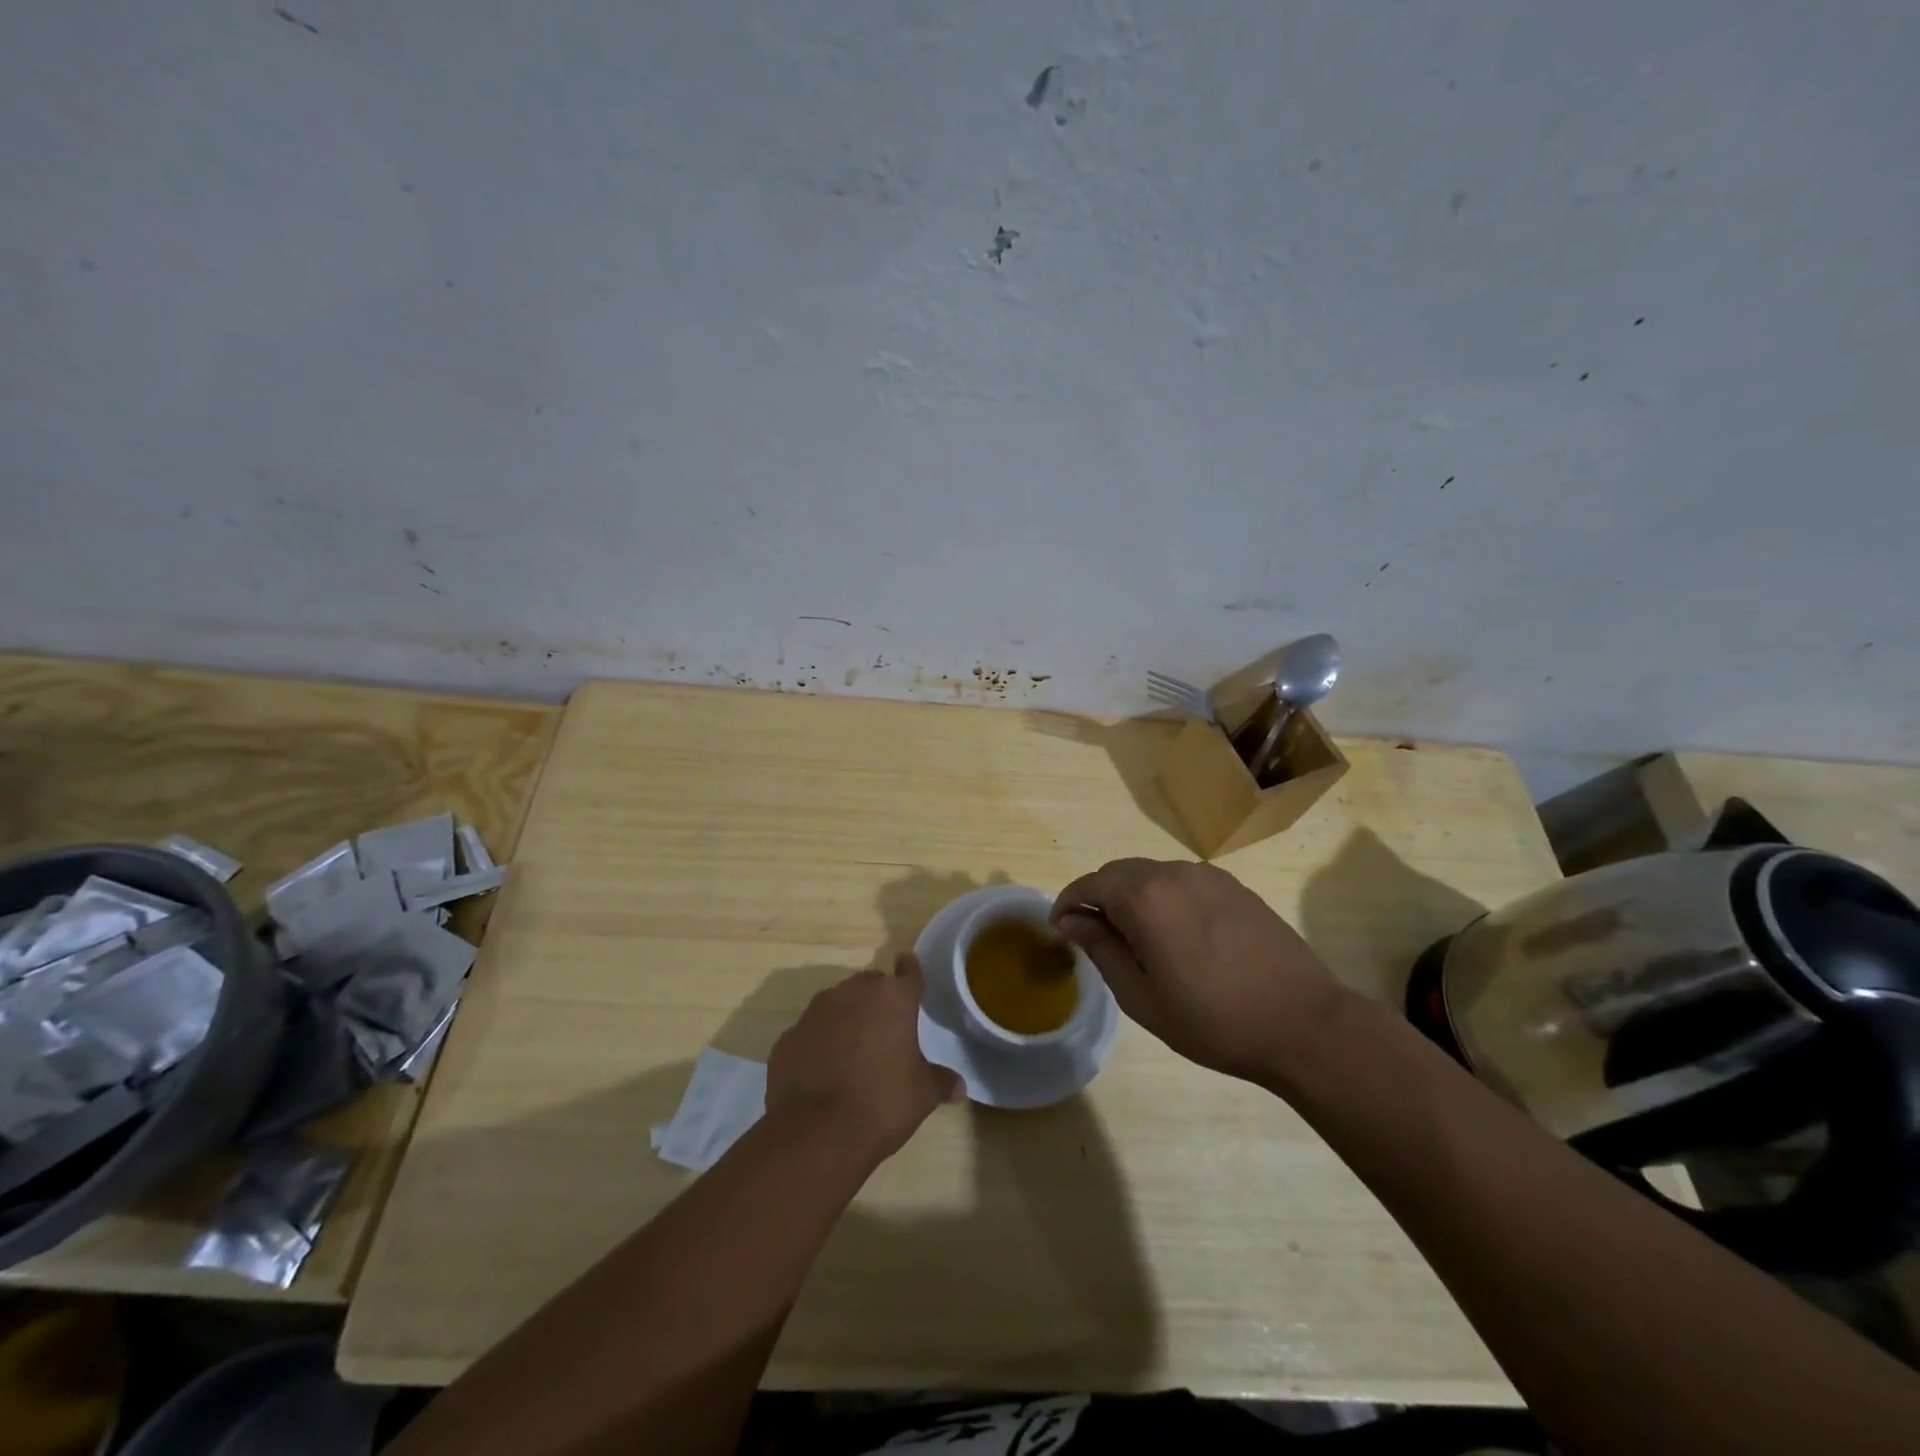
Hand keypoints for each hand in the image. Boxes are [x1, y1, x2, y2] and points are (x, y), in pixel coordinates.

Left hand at [766, 954, 961, 1162]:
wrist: (816, 1133)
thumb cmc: (882, 1103)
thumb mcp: (922, 1095)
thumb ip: (940, 1082)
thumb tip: (959, 1087)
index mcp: (893, 998)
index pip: (909, 972)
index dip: (911, 970)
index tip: (909, 965)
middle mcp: (852, 993)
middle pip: (870, 985)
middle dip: (878, 1000)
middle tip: (886, 1028)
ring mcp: (815, 1012)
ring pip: (836, 1004)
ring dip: (846, 1019)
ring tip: (853, 1052)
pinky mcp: (787, 1037)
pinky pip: (810, 1033)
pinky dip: (818, 1044)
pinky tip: (822, 1072)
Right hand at [1051, 858, 1346, 1084]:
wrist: (1303, 1024)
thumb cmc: (1214, 1020)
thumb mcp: (1143, 997)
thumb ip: (1101, 949)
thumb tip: (1071, 919)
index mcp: (1145, 898)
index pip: (1090, 883)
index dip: (1068, 902)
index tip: (1060, 929)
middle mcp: (1174, 873)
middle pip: (1119, 872)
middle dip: (1099, 897)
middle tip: (1097, 938)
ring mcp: (1209, 876)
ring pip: (1152, 874)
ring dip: (1133, 897)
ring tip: (1139, 940)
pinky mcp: (1235, 887)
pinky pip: (1183, 881)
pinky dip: (1165, 898)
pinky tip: (1179, 935)